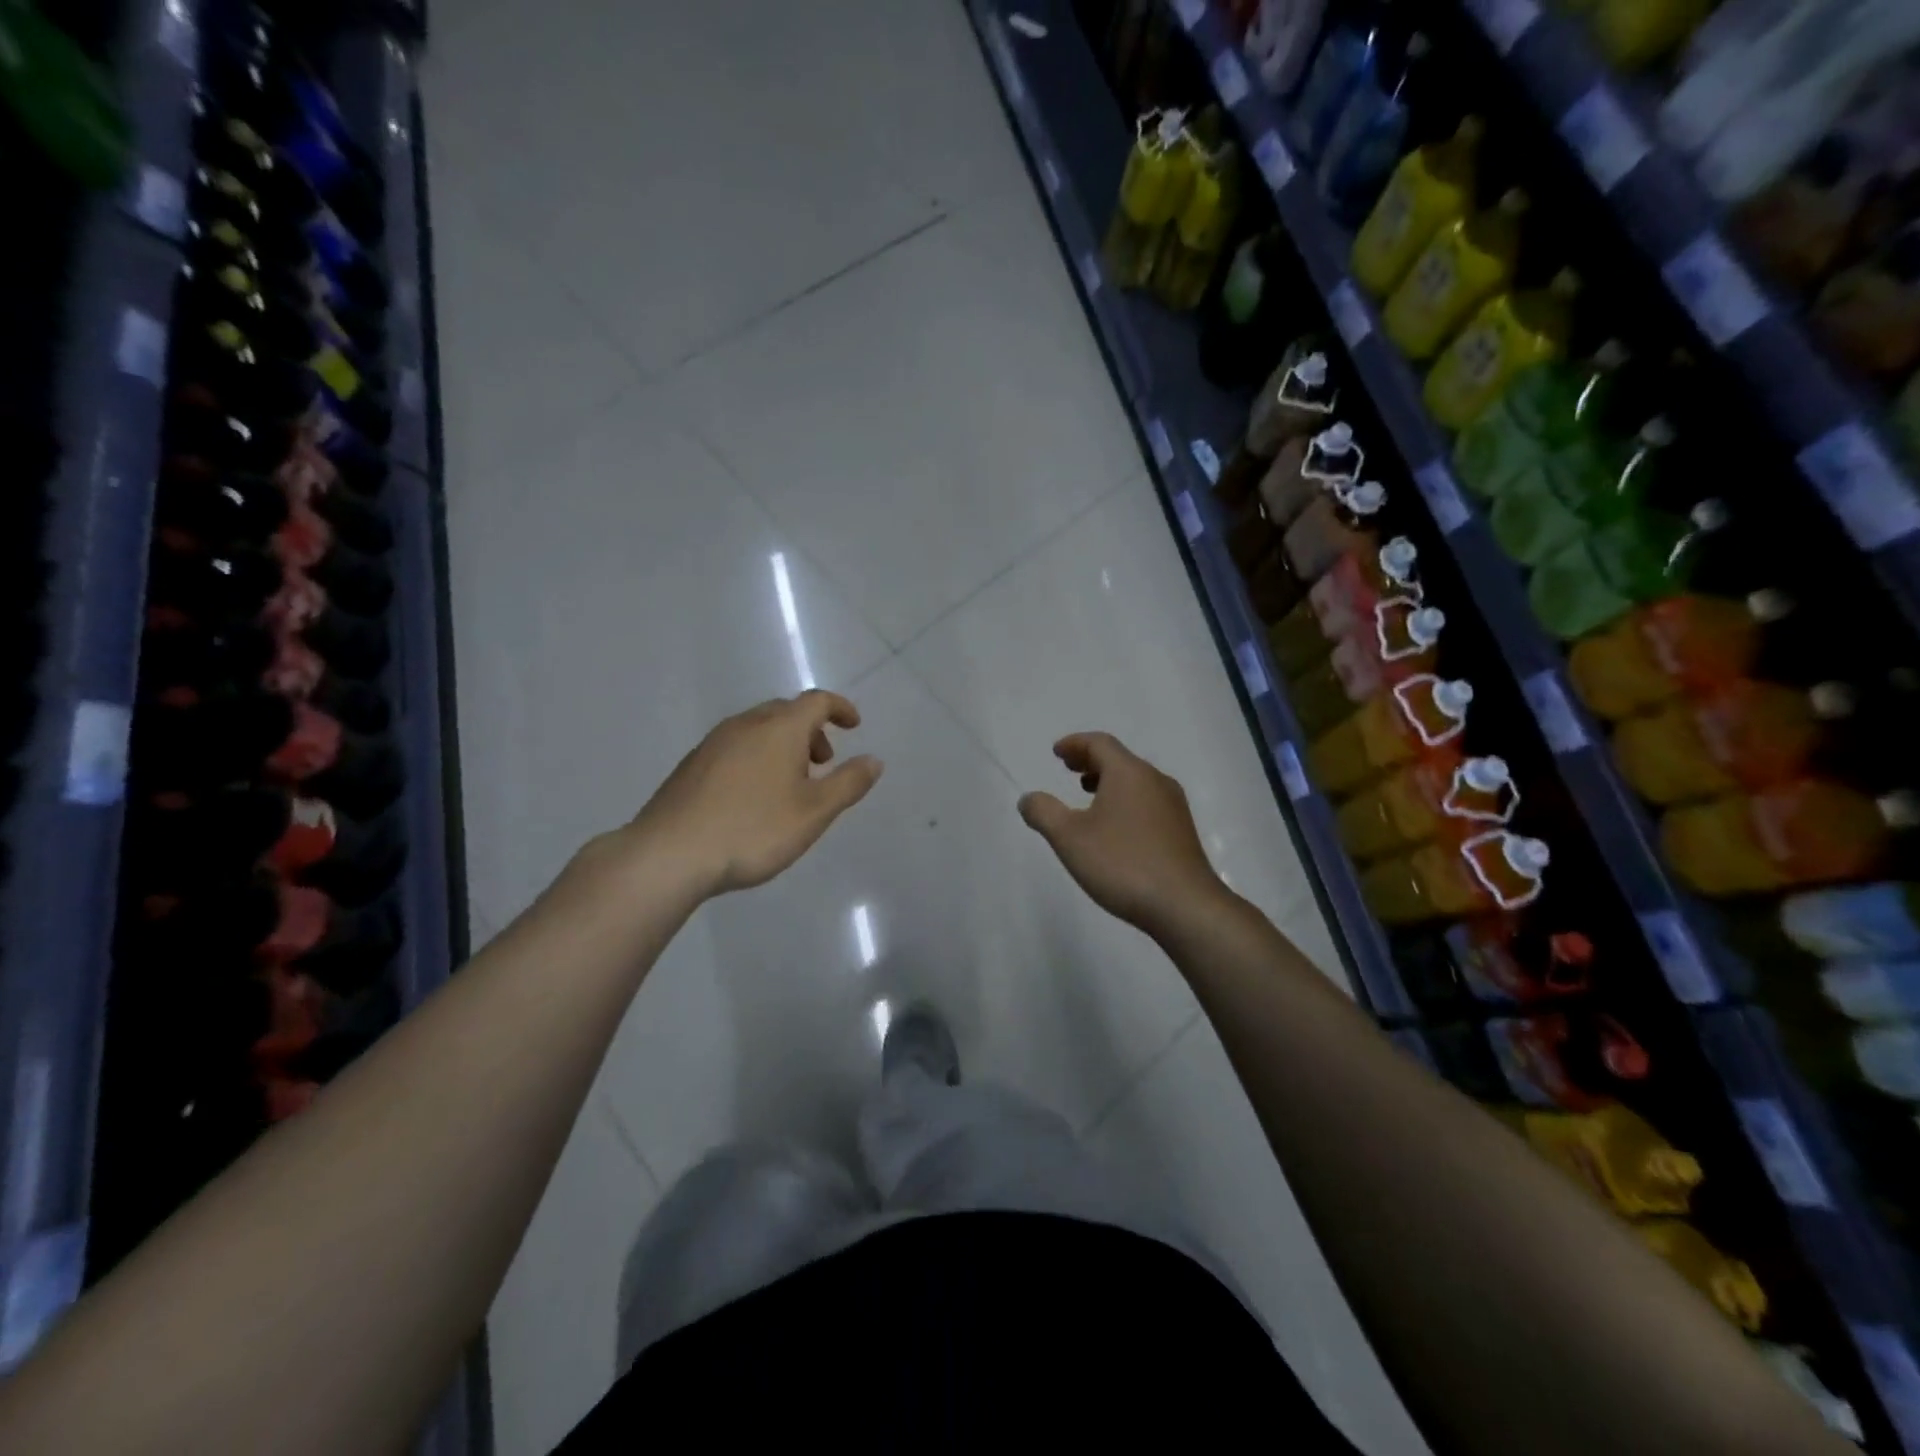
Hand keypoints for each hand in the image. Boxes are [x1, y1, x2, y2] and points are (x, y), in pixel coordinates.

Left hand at [625, 690, 882, 897]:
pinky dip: (756, 756)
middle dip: (811, 729)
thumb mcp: (815, 812)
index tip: (854, 726)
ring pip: (758, 729)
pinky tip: (752, 796)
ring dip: (782, 744)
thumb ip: (848, 783)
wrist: (670, 854)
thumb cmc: (754, 829)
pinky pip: (735, 747)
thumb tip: (874, 760)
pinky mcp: (691, 765)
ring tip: (790, 783)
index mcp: (779, 728)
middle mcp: (745, 725)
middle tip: (823, 762)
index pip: (817, 701)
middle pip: (785, 711)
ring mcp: (713, 743)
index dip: (840, 708)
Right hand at [1018, 732, 1226, 936]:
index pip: (1100, 743)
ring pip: (1135, 781)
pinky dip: (1124, 800)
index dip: (1075, 744)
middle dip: (1091, 760)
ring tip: (1087, 795)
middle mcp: (1155, 781)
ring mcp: (1173, 806)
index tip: (1057, 752)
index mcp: (1129, 773)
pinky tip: (1115, 827)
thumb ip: (1044, 813)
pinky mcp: (1181, 831)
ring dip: (1108, 781)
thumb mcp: (1069, 838)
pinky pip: (1147, 801)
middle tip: (1068, 768)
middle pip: (1120, 759)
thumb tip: (1029, 799)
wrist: (1184, 905)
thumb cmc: (1122, 863)